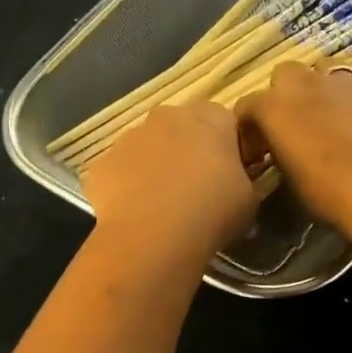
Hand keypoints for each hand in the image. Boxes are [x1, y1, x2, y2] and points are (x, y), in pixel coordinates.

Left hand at [81, 101, 257, 257]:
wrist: (154, 235)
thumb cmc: (213, 211)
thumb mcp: (249, 198)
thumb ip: (243, 179)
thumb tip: (234, 180)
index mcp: (210, 118)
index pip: (224, 121)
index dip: (227, 147)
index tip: (230, 173)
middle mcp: (167, 117)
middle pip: (181, 127)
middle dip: (187, 150)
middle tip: (196, 188)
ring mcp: (129, 138)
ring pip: (146, 148)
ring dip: (155, 167)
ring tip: (164, 206)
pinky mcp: (102, 164)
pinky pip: (119, 172)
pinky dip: (127, 188)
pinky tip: (137, 215)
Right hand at [237, 63, 351, 232]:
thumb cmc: (329, 195)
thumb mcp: (291, 183)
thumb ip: (281, 157)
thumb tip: (284, 154)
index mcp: (275, 108)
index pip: (248, 106)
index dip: (250, 129)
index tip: (258, 152)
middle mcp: (308, 85)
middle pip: (286, 74)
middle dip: (286, 94)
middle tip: (294, 126)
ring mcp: (349, 84)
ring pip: (327, 70)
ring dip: (324, 89)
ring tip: (332, 118)